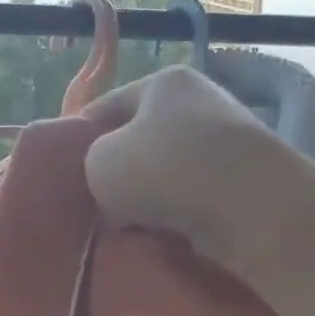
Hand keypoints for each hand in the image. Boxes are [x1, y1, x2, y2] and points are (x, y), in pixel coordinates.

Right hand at [82, 66, 314, 275]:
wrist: (250, 208)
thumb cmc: (165, 170)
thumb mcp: (97, 161)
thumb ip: (88, 163)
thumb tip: (111, 184)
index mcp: (164, 82)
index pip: (102, 109)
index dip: (78, 142)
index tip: (65, 177)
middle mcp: (199, 102)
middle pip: (135, 142)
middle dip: (115, 174)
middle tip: (94, 204)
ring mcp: (226, 141)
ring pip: (162, 173)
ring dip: (144, 199)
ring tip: (125, 224)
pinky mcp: (243, 180)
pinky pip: (190, 197)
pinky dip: (173, 214)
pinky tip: (158, 233)